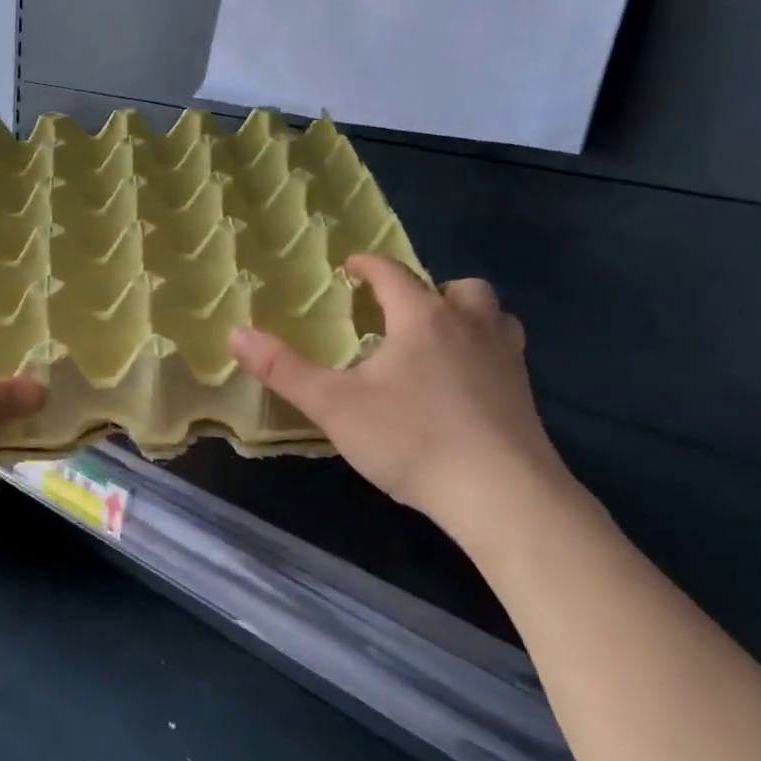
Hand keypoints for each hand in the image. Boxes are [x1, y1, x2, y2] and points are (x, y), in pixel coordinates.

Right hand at [229, 255, 571, 541]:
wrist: (502, 495)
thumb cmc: (411, 440)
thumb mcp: (334, 406)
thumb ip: (284, 369)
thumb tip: (235, 333)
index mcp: (422, 319)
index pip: (394, 274)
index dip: (369, 265)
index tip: (350, 266)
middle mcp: (470, 327)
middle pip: (457, 288)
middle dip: (427, 289)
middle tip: (401, 311)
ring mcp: (506, 360)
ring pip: (493, 316)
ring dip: (467, 316)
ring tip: (440, 340)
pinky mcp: (525, 396)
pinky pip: (507, 354)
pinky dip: (484, 353)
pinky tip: (465, 386)